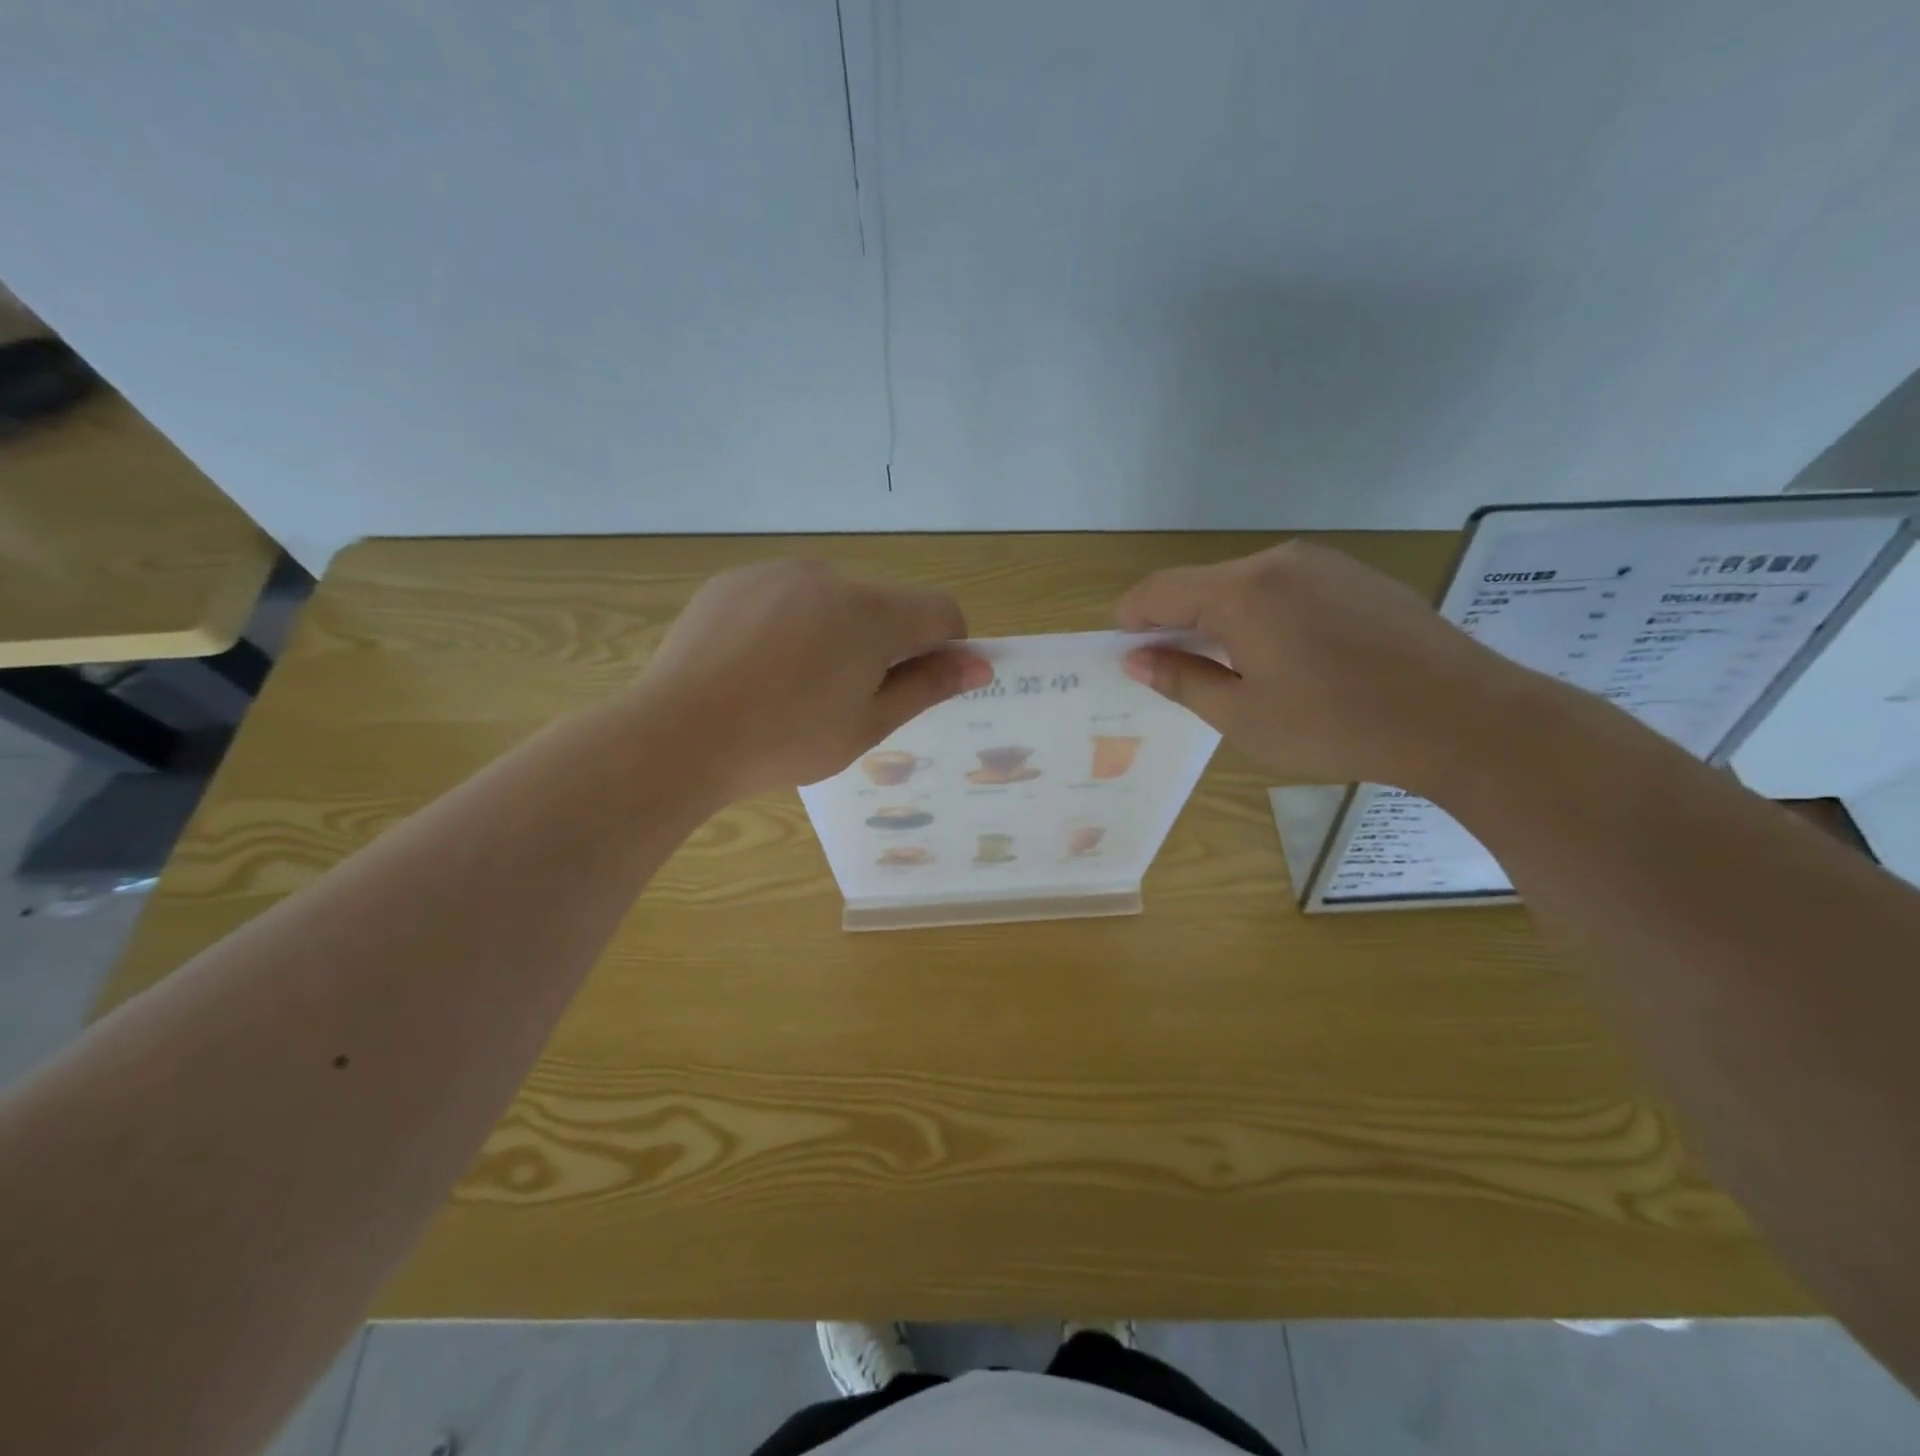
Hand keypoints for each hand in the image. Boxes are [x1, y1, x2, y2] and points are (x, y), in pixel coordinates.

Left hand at [636, 559, 990, 800]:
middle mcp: (830, 577)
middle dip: (884, 643)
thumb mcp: (867, 725)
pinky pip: (786, 595)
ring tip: (792, 684)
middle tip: (845, 697)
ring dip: (835, 631)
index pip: (941, 611)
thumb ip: (927, 686)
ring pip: (834, 598)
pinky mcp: (736, 580)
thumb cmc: (785, 740)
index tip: (918, 682)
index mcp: (872, 613)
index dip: (946, 646)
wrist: (678, 734)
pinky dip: (790, 622)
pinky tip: (757, 665)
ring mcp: (777, 573)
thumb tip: (980, 665)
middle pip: (885, 605)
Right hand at [1116, 541, 1528, 789]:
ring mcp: (1323, 564)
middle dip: (1178, 622)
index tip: (1124, 648)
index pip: (1159, 590)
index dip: (1131, 617)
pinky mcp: (1357, 576)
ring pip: (1246, 586)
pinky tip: (1287, 657)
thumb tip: (1138, 658)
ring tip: (1234, 670)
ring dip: (1222, 620)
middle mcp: (1278, 562)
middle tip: (1176, 670)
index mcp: (1242, 592)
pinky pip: (1287, 588)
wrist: (1462, 717)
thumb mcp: (1243, 716)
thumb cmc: (1337, 725)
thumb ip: (1182, 680)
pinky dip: (1264, 615)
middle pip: (1203, 584)